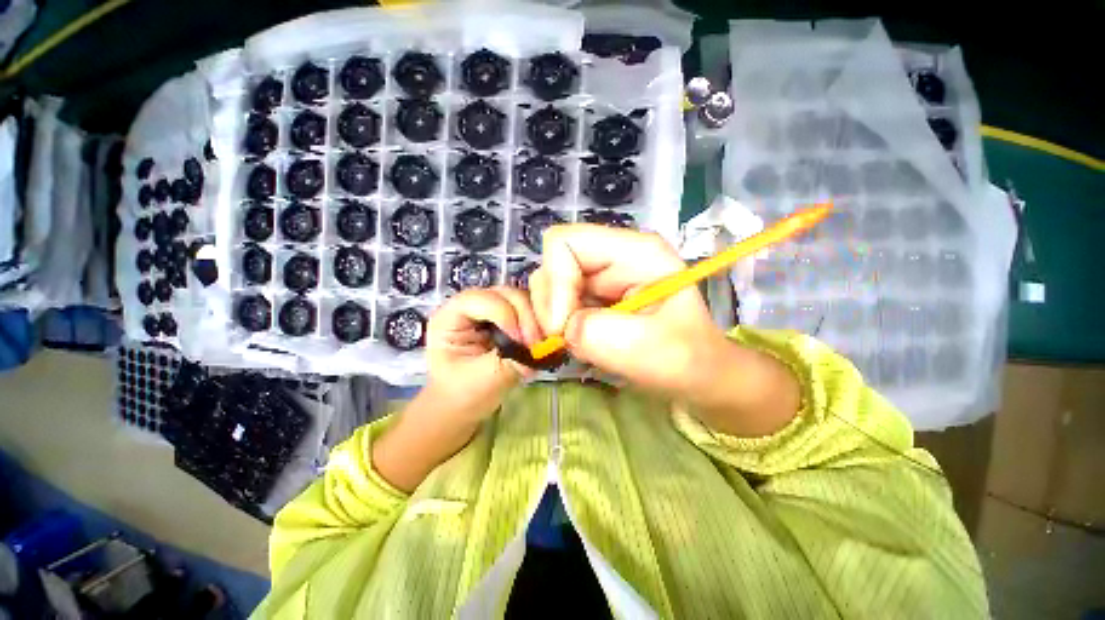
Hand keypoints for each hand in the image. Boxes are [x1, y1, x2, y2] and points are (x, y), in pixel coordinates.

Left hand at [424, 286, 542, 424]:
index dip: (507, 315)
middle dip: (526, 317)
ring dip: (536, 319)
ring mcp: (490, 309)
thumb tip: (542, 350)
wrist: (462, 404)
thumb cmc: (463, 393)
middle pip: (505, 294)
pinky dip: (538, 324)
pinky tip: (542, 342)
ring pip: (521, 300)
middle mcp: (471, 306)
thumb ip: (512, 361)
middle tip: (537, 344)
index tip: (522, 343)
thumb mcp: (486, 380)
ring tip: (542, 344)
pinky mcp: (507, 317)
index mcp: (451, 316)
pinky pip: (528, 311)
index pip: (483, 300)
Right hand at [528, 224, 723, 395]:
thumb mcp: (651, 349)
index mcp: (634, 252)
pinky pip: (553, 305)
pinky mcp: (589, 298)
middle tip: (564, 340)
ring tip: (570, 346)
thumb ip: (599, 334)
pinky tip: (565, 345)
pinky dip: (550, 327)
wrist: (695, 374)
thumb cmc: (686, 359)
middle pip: (551, 265)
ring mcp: (598, 278)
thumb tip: (561, 328)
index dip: (556, 282)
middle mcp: (611, 258)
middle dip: (549, 306)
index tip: (561, 326)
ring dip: (548, 319)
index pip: (565, 243)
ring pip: (547, 286)